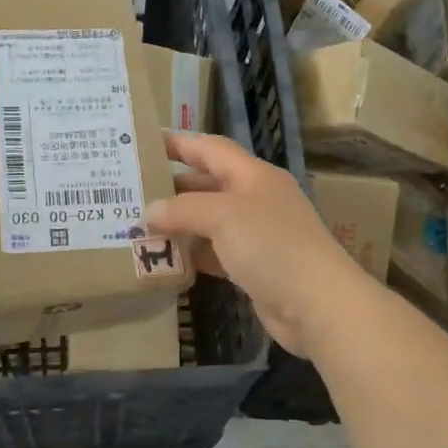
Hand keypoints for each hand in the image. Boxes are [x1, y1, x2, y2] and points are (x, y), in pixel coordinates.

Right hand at [145, 134, 375, 358]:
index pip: (210, 148)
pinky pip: (215, 252)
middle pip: (207, 184)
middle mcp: (255, 199)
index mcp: (253, 175)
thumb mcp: (223, 216)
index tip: (143, 143)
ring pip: (208, 220)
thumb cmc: (271, 245)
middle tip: (131, 191)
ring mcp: (256, 234)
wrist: (317, 304)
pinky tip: (166, 259)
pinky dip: (192, 253)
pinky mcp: (253, 266)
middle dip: (171, 187)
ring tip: (139, 225)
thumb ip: (182, 209)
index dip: (178, 143)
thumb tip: (149, 211)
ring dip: (178, 223)